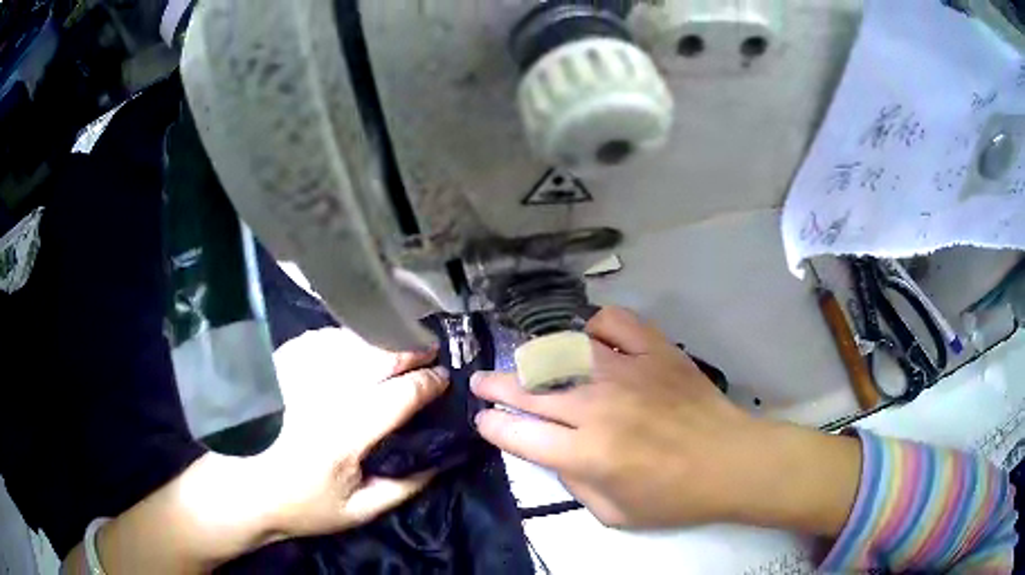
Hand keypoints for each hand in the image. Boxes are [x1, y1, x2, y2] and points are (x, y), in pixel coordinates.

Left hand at [258, 328, 449, 538]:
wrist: (241, 490)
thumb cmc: (301, 505)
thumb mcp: (359, 511)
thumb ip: (404, 486)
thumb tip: (440, 458)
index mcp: (345, 435)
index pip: (399, 395)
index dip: (428, 383)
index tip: (445, 380)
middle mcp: (322, 395)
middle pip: (376, 356)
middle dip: (410, 350)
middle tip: (429, 352)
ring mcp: (297, 374)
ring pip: (350, 341)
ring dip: (381, 340)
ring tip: (399, 345)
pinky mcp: (280, 366)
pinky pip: (322, 339)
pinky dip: (347, 338)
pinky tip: (356, 345)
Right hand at [471, 307, 860, 534]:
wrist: (730, 462)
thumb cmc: (674, 497)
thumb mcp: (614, 513)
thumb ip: (575, 485)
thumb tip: (557, 453)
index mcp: (586, 453)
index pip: (520, 434)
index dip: (493, 426)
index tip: (484, 421)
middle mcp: (597, 407)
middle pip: (530, 389)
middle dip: (495, 386)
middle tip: (481, 382)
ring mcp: (627, 372)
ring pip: (564, 351)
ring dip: (536, 358)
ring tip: (529, 362)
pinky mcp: (655, 351)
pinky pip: (614, 323)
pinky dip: (595, 326)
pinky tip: (591, 339)